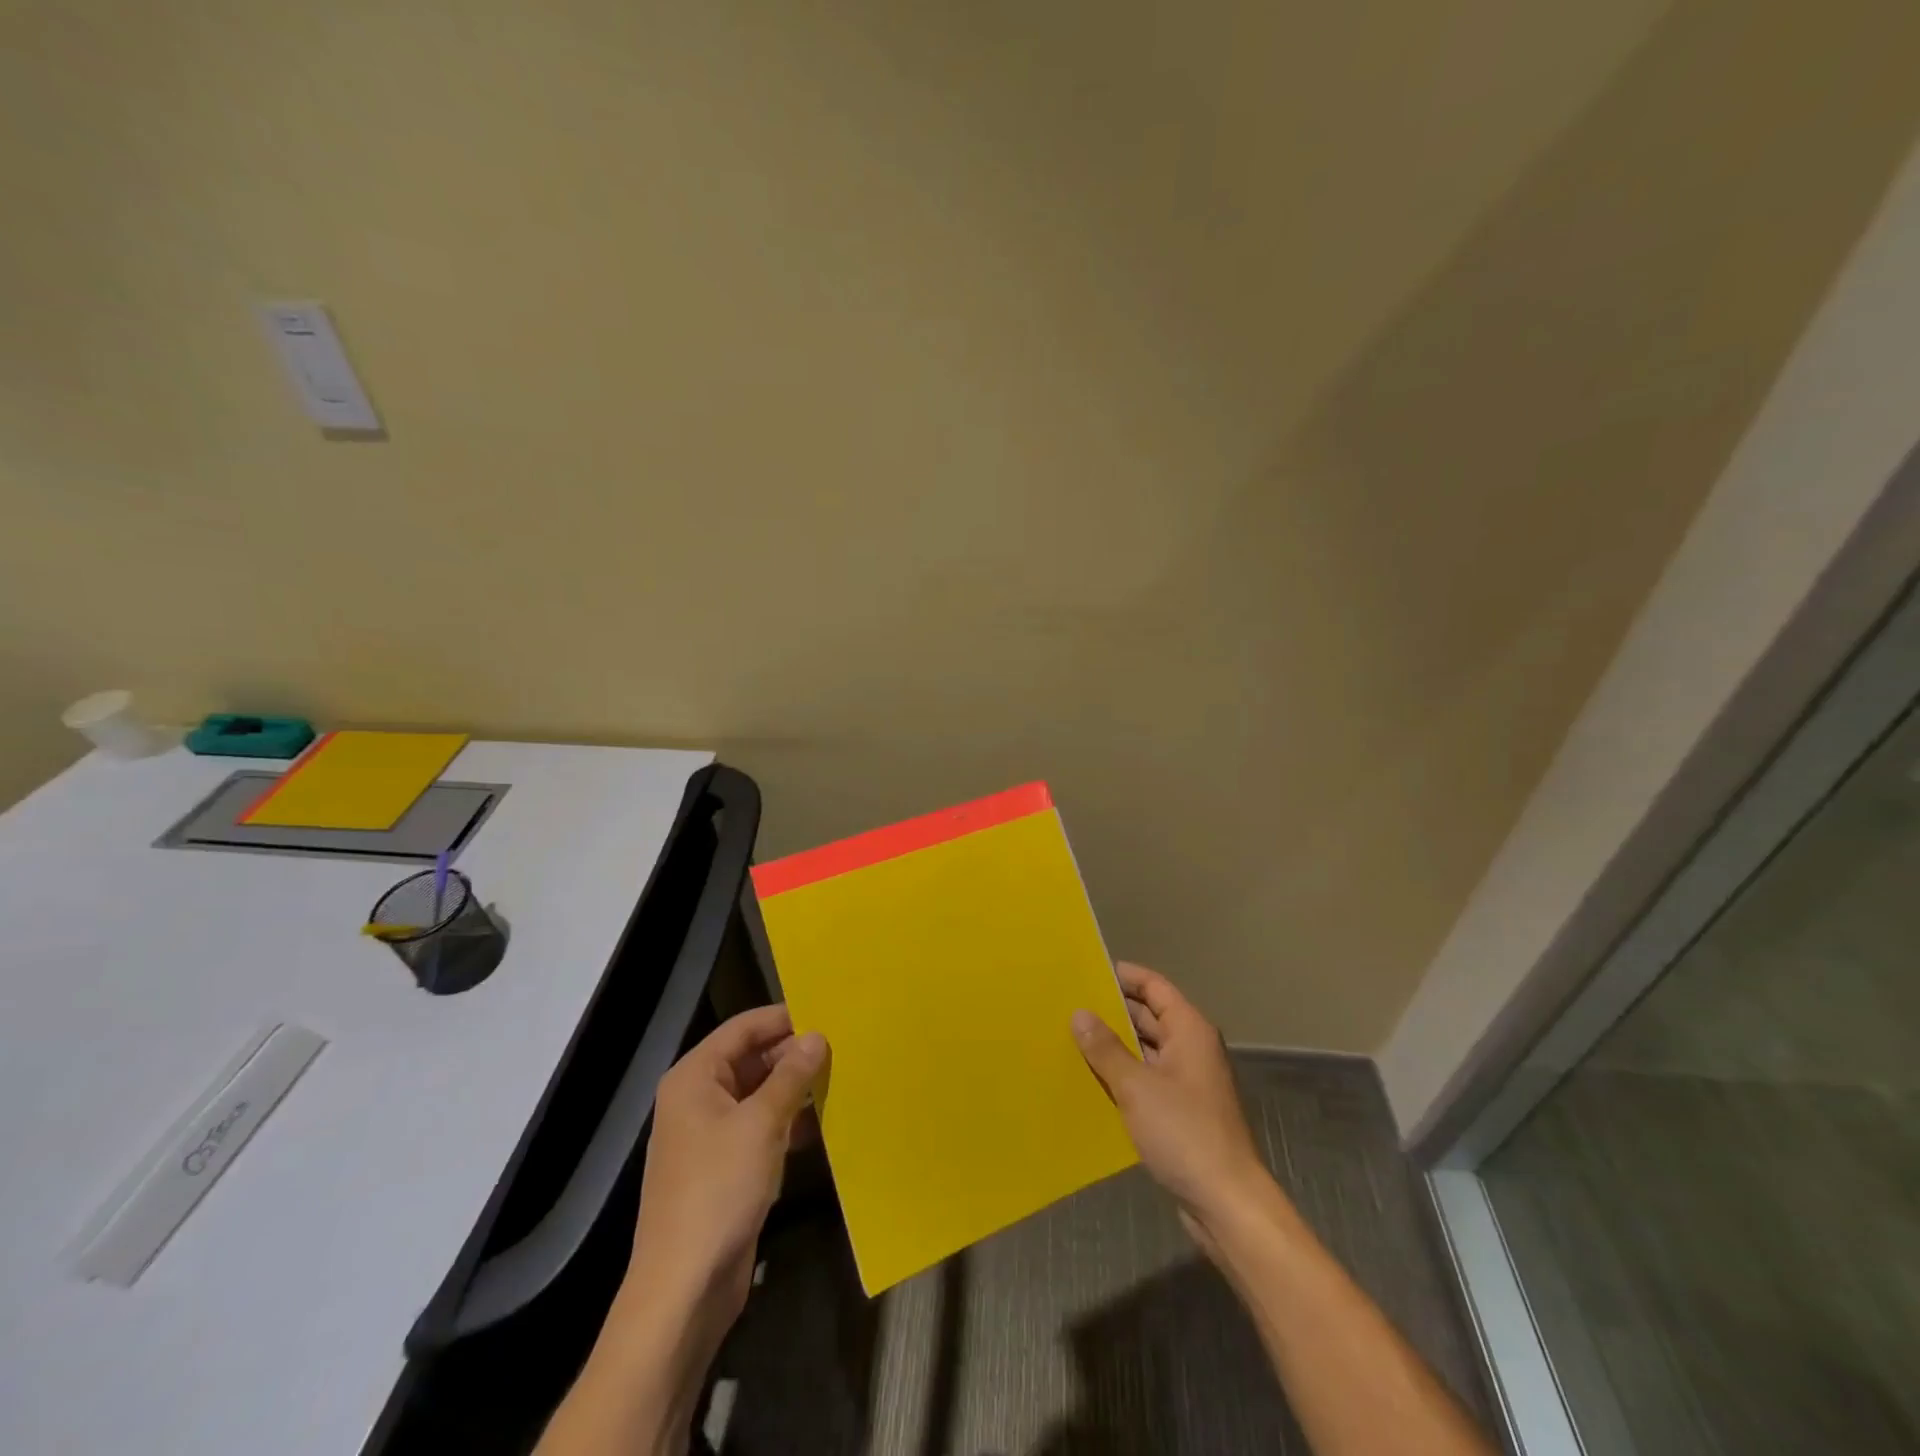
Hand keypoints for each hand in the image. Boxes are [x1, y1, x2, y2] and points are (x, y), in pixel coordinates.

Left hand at [621, 1005, 827, 1353]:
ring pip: (760, 1095)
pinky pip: (761, 1128)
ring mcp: (710, 1135)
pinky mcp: (726, 1168)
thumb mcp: (762, 1124)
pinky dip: (789, 1122)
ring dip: (795, 1089)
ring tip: (841, 1079)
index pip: (743, 1028)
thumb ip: (791, 1076)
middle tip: (842, 1048)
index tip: (828, 1014)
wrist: (684, 1288)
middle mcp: (699, 1098)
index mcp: (695, 1077)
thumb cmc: (719, 1190)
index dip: (784, 1018)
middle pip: (751, 1059)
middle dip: (793, 1055)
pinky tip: (824, 1124)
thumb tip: (816, 1036)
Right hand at [1073, 963, 1276, 1253]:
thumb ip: (1106, 1048)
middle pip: (1150, 1016)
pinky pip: (1148, 1078)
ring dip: (1115, 1045)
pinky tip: (1093, 1080)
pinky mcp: (1183, 1111)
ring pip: (1146, 1050)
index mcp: (1189, 1030)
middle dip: (1113, 1010)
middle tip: (1069, 1005)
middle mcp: (1192, 1048)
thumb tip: (1079, 1013)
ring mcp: (1189, 1081)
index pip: (1154, 987)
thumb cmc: (1184, 1133)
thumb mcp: (1136, 1087)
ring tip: (1072, 1038)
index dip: (1124, 976)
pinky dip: (1124, 1074)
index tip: (1088, 971)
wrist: (1227, 1203)